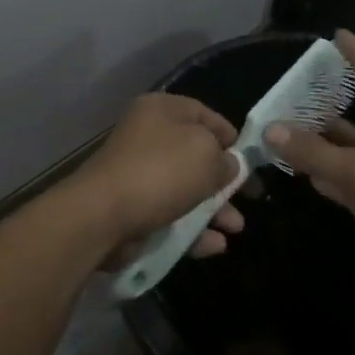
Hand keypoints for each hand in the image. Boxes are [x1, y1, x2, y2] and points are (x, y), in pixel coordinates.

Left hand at [68, 93, 244, 268]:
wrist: (103, 215)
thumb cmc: (160, 171)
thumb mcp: (206, 155)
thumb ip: (225, 159)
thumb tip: (229, 165)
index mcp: (162, 110)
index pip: (204, 113)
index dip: (230, 135)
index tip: (251, 158)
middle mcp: (148, 136)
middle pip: (196, 154)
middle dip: (224, 179)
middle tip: (249, 197)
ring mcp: (138, 173)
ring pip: (186, 188)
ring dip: (214, 208)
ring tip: (235, 228)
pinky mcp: (133, 207)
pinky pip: (171, 216)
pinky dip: (194, 229)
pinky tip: (215, 245)